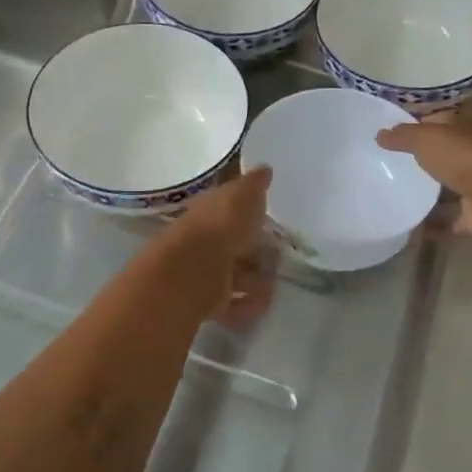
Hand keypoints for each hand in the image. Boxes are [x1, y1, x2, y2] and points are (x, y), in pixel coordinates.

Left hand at [155, 166, 273, 320]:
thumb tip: (264, 168)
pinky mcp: (205, 301)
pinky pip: (232, 303)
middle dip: (254, 251)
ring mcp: (202, 272)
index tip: (267, 218)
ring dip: (254, 280)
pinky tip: (262, 302)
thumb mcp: (244, 195)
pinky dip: (247, 304)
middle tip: (278, 255)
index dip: (246, 212)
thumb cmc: (221, 225)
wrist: (193, 271)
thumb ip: (255, 184)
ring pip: (233, 275)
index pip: (227, 208)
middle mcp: (202, 240)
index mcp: (209, 210)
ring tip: (273, 282)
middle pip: (232, 244)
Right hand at [376, 115, 471, 240]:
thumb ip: (402, 137)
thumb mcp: (427, 139)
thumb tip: (379, 134)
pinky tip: (405, 232)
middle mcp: (466, 157)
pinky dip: (431, 228)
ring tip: (388, 203)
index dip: (412, 126)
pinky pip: (448, 223)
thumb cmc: (466, 158)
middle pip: (436, 160)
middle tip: (380, 171)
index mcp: (458, 131)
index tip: (385, 135)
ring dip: (422, 198)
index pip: (433, 123)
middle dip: (414, 165)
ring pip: (442, 192)